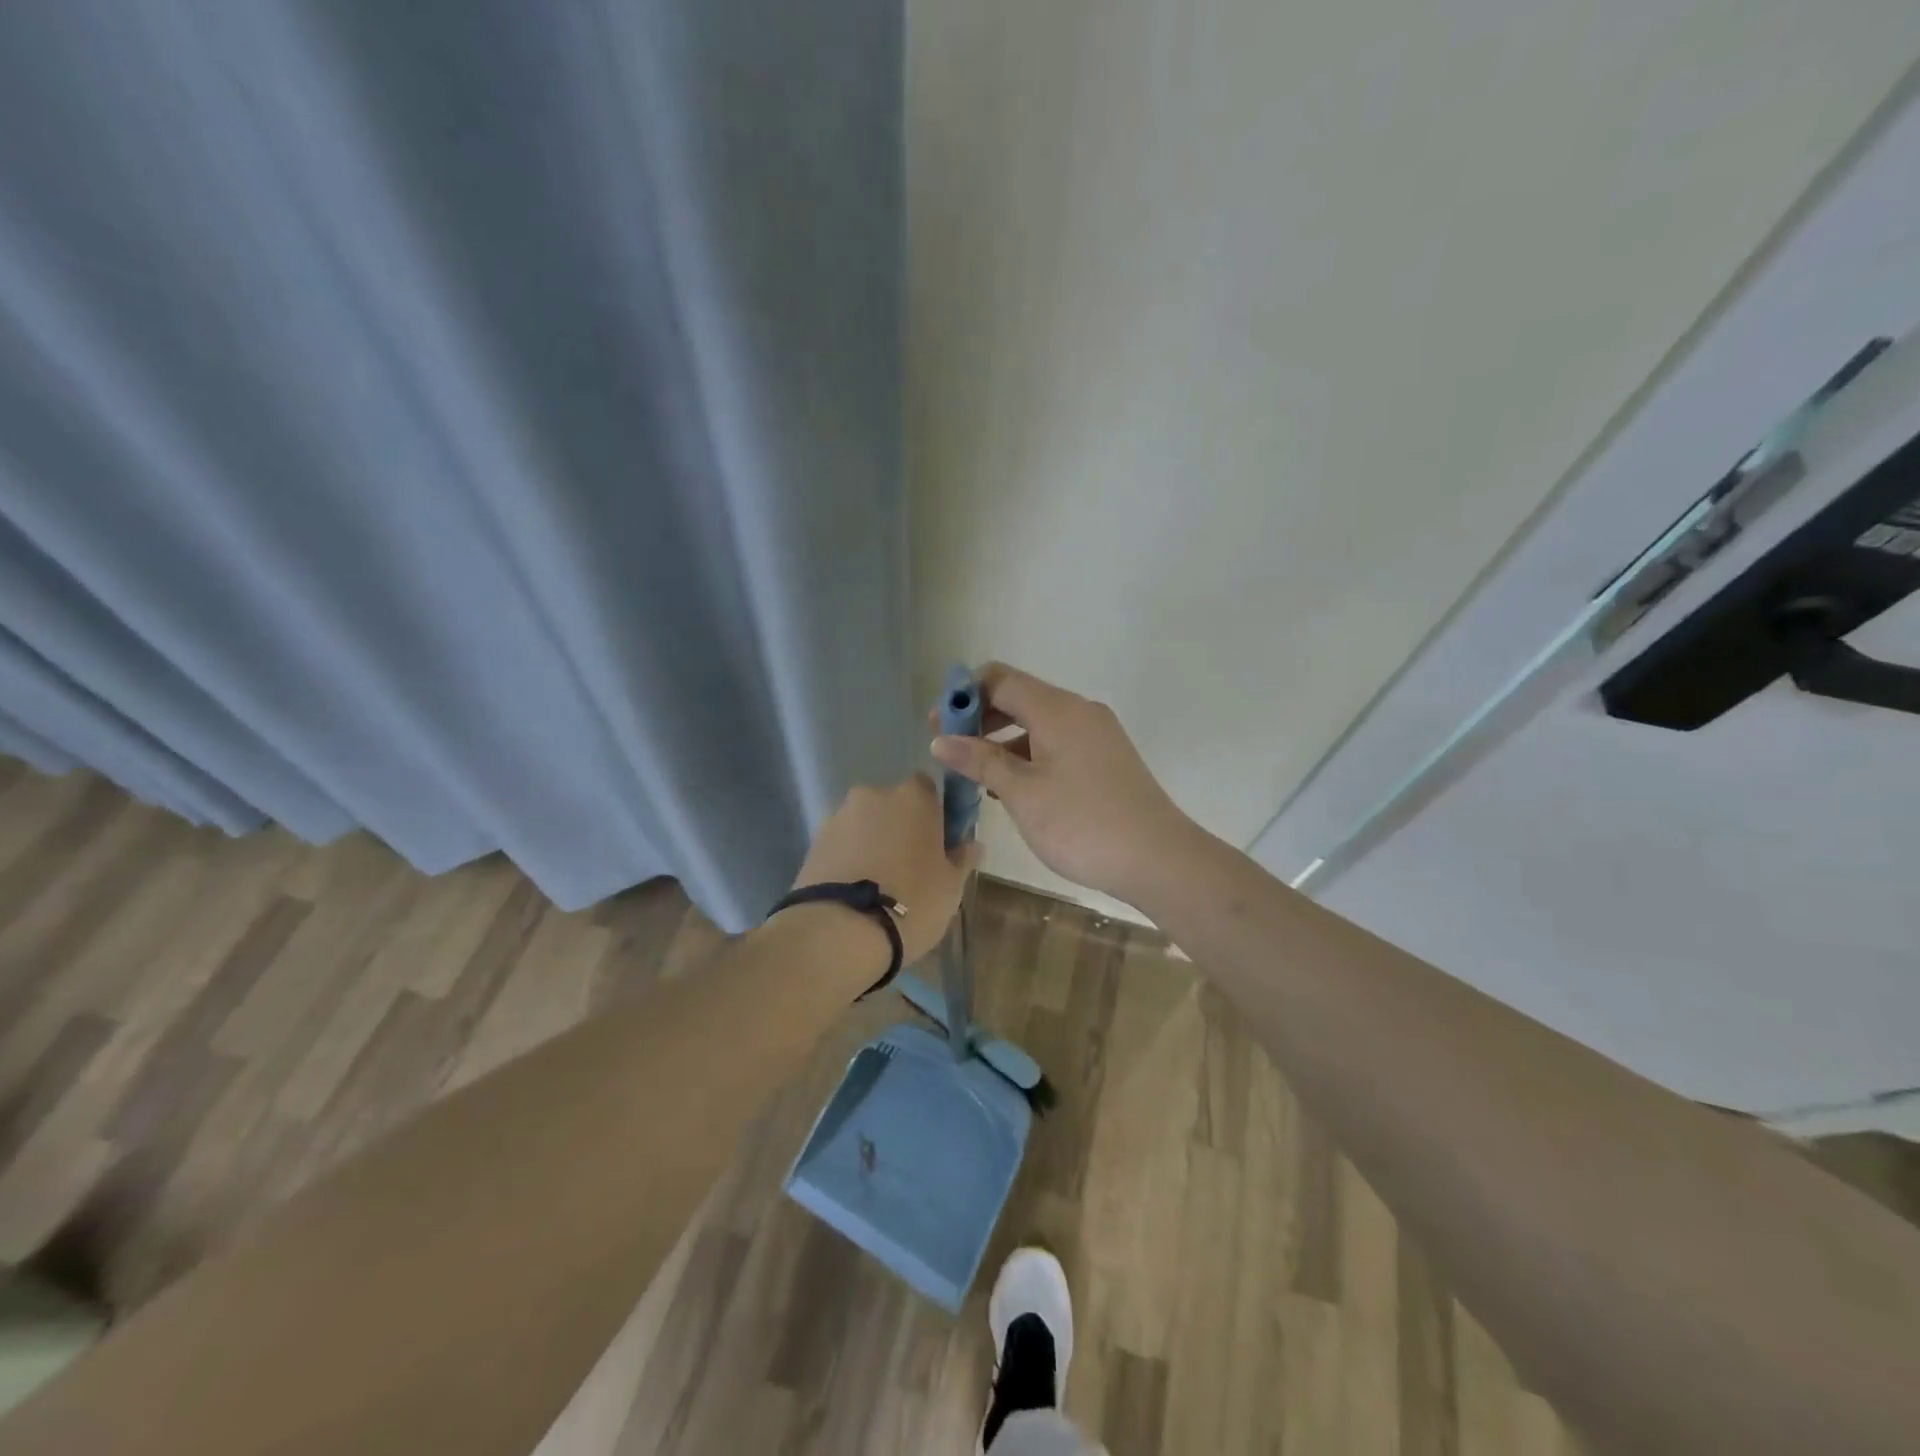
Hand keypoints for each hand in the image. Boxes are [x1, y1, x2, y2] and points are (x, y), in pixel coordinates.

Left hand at [793, 774, 981, 964]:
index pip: (928, 788)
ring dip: (872, 843)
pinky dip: (849, 859)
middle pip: (892, 805)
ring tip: (878, 885)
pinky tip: (855, 890)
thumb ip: (962, 859)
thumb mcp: (951, 887)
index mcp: (913, 796)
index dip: (933, 813)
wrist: (840, 931)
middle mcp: (873, 795)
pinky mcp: (813, 842)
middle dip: (900, 828)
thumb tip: (972, 844)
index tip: (938, 843)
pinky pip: (841, 844)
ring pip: (864, 824)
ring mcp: (838, 817)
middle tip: (910, 867)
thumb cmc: (912, 901)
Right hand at [930, 663, 1192, 904]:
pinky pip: (1057, 743)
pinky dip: (1029, 755)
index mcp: (1057, 708)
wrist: (1158, 859)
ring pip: (1038, 723)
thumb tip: (940, 739)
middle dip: (980, 719)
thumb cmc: (1082, 823)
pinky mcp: (1106, 758)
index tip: (936, 725)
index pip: (999, 679)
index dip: (963, 695)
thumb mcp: (1022, 793)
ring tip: (976, 776)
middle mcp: (1078, 711)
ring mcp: (1096, 734)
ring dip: (1003, 740)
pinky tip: (1013, 789)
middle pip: (1019, 697)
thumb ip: (980, 761)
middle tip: (950, 751)